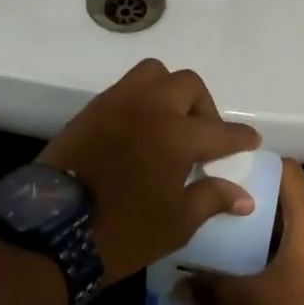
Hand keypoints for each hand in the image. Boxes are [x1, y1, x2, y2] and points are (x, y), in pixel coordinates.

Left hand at [39, 59, 260, 282]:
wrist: (53, 229)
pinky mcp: (92, 109)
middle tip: (203, 136)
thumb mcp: (176, 222)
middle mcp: (150, 107)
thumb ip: (211, 198)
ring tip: (170, 122)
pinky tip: (140, 129)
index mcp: (177, 134)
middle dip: (203, 106)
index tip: (250, 140)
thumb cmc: (124, 230)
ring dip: (169, 92)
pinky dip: (141, 100)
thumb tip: (244, 196)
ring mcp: (118, 103)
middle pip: (188, 85)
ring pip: (154, 74)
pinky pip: (125, 89)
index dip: (239, 136)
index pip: (220, 130)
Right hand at [196, 161, 303, 304]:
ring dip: (282, 229)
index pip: (284, 167)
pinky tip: (278, 269)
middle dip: (262, 204)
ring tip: (248, 244)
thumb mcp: (259, 301)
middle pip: (293, 195)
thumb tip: (180, 287)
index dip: (257, 167)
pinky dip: (300, 247)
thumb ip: (218, 289)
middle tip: (229, 215)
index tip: (230, 176)